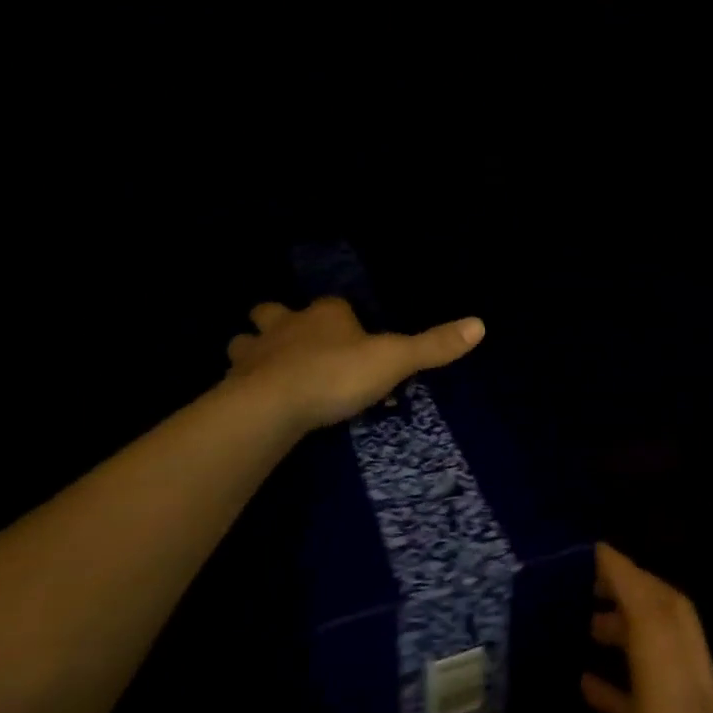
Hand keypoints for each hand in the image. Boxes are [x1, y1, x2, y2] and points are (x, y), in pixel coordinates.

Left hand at [223, 297, 484, 435]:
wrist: (271, 406)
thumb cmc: (336, 375)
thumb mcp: (394, 360)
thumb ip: (433, 345)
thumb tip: (480, 324)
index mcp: (325, 315)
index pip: (335, 306)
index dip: (342, 318)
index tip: (354, 340)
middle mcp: (285, 325)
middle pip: (273, 312)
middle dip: (277, 321)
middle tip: (291, 343)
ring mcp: (253, 354)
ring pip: (244, 341)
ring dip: (251, 350)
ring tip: (263, 369)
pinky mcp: (232, 385)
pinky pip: (233, 379)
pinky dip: (240, 385)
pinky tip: (249, 401)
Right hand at [459, 545, 712, 712]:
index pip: (656, 619)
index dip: (626, 576)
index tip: (590, 547)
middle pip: (680, 626)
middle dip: (637, 591)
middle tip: (584, 575)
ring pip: (683, 662)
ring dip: (640, 635)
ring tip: (585, 626)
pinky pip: (680, 705)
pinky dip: (643, 683)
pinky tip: (597, 695)